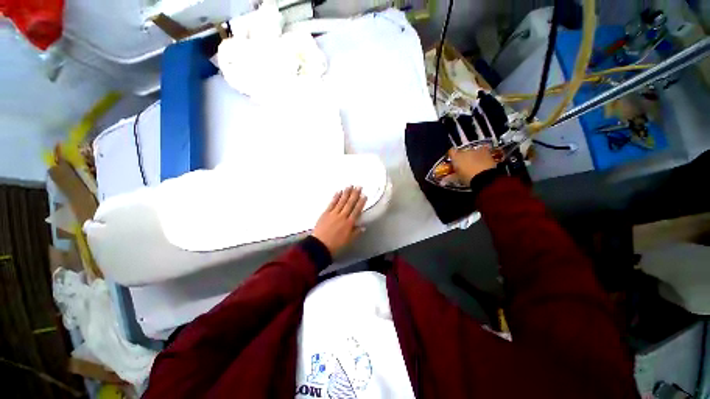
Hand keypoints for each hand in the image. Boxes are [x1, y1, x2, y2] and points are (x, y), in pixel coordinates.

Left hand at [312, 186, 366, 256]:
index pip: (356, 210)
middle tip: (358, 186)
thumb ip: (356, 232)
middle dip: (355, 194)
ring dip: (346, 193)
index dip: (361, 202)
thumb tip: (363, 227)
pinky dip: (336, 197)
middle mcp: (342, 216)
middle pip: (350, 203)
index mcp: (349, 223)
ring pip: (341, 201)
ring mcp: (333, 213)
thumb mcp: (348, 240)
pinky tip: (339, 192)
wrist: (320, 245)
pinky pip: (332, 203)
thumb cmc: (335, 244)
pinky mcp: (326, 213)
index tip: (364, 195)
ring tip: (350, 186)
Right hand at [449, 146, 495, 184]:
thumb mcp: (457, 178)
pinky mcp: (487, 152)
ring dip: (472, 156)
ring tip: (474, 165)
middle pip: (462, 152)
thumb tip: (443, 180)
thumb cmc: (468, 177)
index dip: (452, 157)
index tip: (452, 162)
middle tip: (464, 166)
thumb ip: (450, 177)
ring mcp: (477, 150)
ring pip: (472, 151)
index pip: (451, 152)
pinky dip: (482, 156)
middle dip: (463, 157)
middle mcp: (465, 151)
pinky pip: (483, 152)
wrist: (486, 177)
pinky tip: (483, 163)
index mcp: (456, 156)